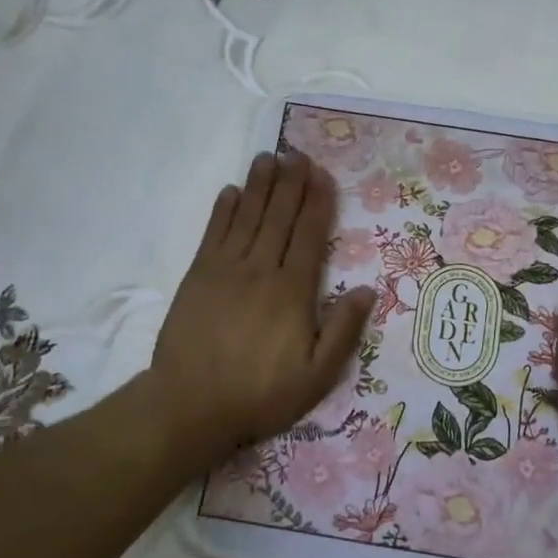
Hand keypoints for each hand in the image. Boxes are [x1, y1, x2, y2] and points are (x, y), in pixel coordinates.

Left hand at [148, 152, 375, 471]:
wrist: (190, 404)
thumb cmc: (260, 394)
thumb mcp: (316, 376)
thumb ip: (343, 331)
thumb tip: (367, 289)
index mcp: (293, 291)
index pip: (310, 235)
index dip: (318, 202)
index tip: (322, 174)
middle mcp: (261, 269)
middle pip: (280, 217)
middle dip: (291, 183)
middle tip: (297, 153)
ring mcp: (226, 270)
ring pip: (248, 216)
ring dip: (260, 185)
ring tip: (268, 157)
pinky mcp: (198, 276)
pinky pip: (214, 233)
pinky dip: (224, 210)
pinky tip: (231, 191)